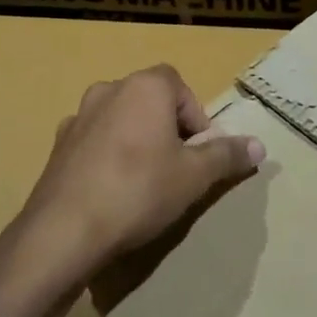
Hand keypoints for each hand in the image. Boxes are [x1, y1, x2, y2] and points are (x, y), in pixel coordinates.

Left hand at [4, 64, 264, 290]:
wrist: (63, 231)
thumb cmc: (139, 191)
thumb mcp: (194, 176)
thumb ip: (227, 155)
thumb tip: (259, 146)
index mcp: (145, 87)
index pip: (180, 86)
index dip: (196, 117)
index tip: (200, 153)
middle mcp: (109, 90)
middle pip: (150, 101)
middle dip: (168, 128)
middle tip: (178, 168)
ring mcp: (78, 117)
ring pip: (121, 120)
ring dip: (137, 141)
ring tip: (146, 182)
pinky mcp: (57, 146)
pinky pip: (95, 142)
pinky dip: (109, 157)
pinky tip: (113, 192)